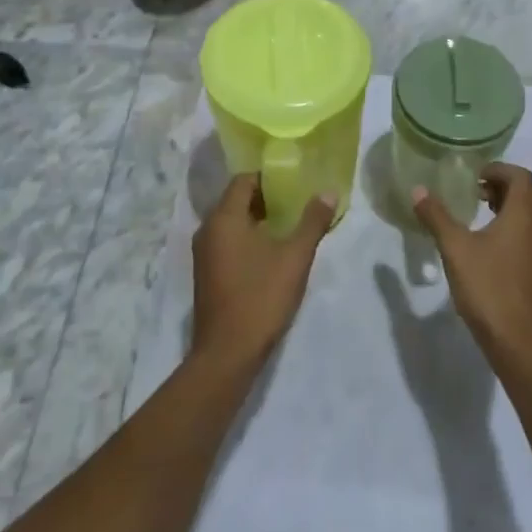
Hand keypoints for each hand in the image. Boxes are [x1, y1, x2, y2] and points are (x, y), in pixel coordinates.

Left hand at [192, 175, 334, 369]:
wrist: (227, 354)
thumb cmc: (261, 297)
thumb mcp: (295, 257)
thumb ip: (312, 221)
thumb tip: (328, 192)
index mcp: (224, 218)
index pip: (244, 180)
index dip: (269, 178)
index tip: (294, 183)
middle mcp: (207, 229)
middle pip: (236, 200)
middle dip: (266, 199)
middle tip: (296, 203)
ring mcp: (203, 254)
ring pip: (231, 223)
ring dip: (256, 220)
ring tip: (288, 226)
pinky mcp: (206, 274)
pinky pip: (226, 242)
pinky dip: (246, 239)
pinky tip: (270, 253)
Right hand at [410, 163, 531, 361]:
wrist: (518, 342)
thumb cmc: (488, 287)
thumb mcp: (455, 249)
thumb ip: (437, 217)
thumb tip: (418, 190)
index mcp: (524, 216)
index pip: (521, 176)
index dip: (498, 169)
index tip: (473, 176)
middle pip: (525, 194)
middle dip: (499, 186)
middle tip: (471, 193)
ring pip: (526, 216)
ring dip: (504, 208)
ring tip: (474, 216)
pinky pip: (525, 236)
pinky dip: (508, 229)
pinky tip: (484, 247)